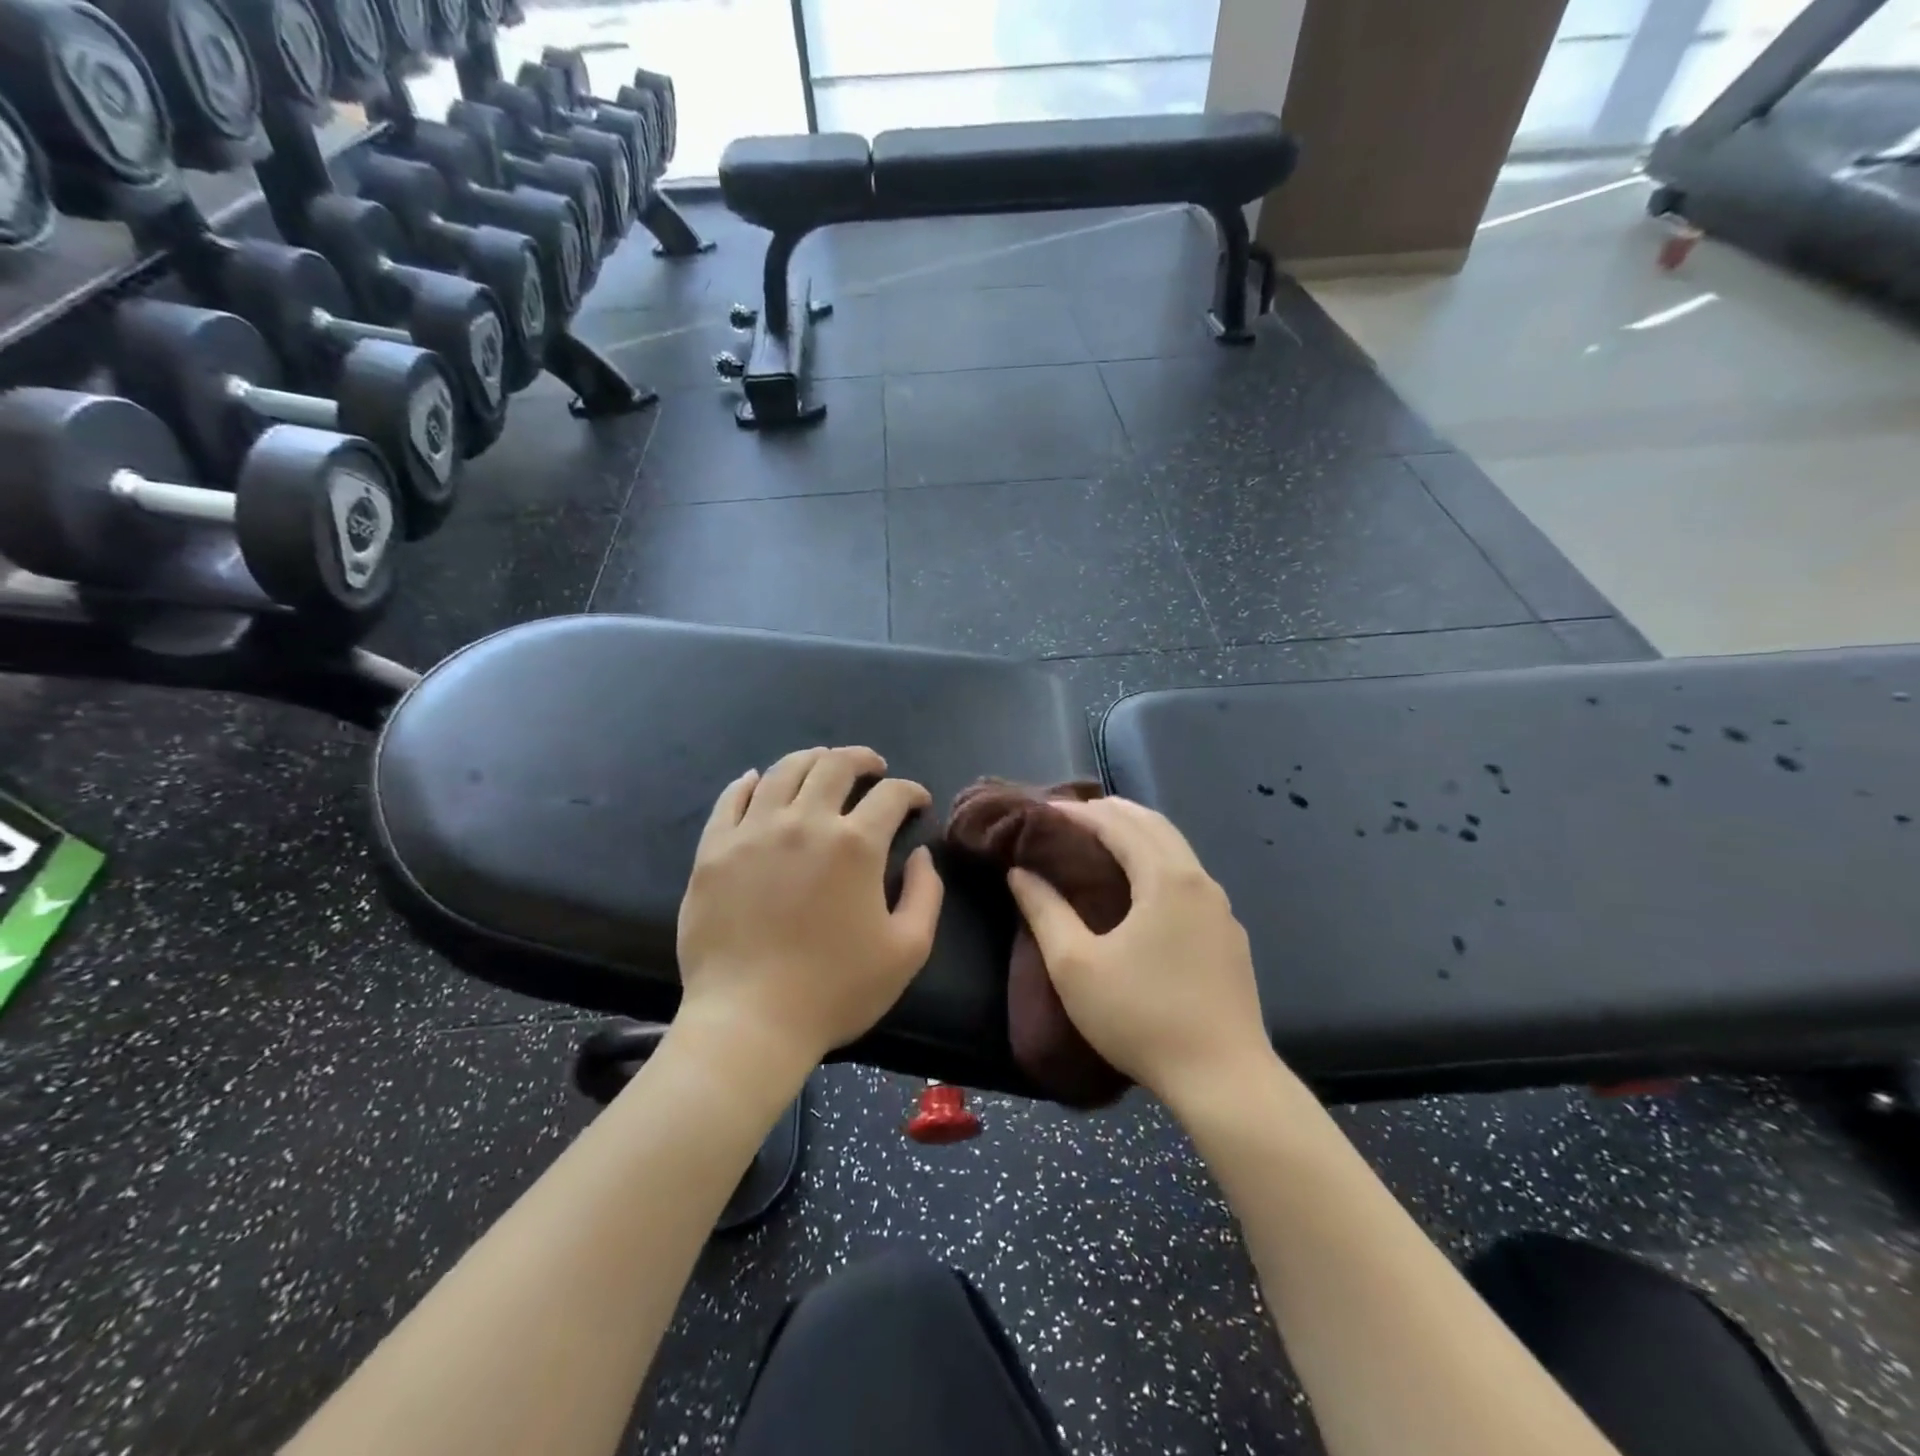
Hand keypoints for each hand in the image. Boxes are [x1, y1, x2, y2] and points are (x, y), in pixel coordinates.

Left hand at [675, 746, 944, 1067]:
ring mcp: (753, 832)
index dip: (911, 791)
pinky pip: (730, 799)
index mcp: (854, 845)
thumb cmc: (835, 990)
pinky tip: (757, 780)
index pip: (891, 795)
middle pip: (835, 766)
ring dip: (811, 760)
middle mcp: (804, 823)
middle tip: (873, 768)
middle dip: (862, 759)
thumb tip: (919, 855)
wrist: (749, 1022)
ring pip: (783, 771)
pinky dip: (748, 783)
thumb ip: (924, 894)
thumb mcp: (907, 950)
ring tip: (822, 765)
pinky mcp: (714, 850)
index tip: (917, 802)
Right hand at [1007, 797, 1269, 1106]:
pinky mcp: (1229, 936)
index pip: (1118, 823)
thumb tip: (1020, 872)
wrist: (1225, 1080)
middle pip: (1154, 824)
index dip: (1078, 812)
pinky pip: (1189, 878)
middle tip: (1069, 817)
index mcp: (1166, 878)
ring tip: (1100, 841)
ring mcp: (1221, 909)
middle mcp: (1200, 880)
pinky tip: (1141, 888)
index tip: (1043, 811)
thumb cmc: (1142, 1017)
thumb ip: (1044, 911)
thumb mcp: (1076, 966)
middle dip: (1110, 812)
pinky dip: (1158, 861)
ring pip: (1176, 849)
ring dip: (1137, 834)